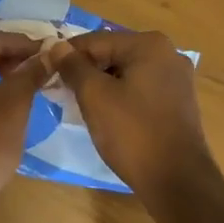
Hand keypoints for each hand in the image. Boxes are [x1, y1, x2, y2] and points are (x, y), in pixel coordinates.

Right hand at [51, 30, 216, 206]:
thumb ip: (73, 67)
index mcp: (149, 44)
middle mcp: (168, 53)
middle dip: (85, 70)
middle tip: (60, 91)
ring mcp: (176, 78)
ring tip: (78, 105)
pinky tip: (105, 115)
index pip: (95, 40)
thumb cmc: (133, 133)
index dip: (67, 55)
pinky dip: (120, 96)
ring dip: (101, 85)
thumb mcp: (95, 97)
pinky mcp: (178, 102)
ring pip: (126, 72)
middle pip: (113, 53)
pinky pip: (140, 89)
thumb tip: (56, 46)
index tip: (45, 71)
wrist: (178, 182)